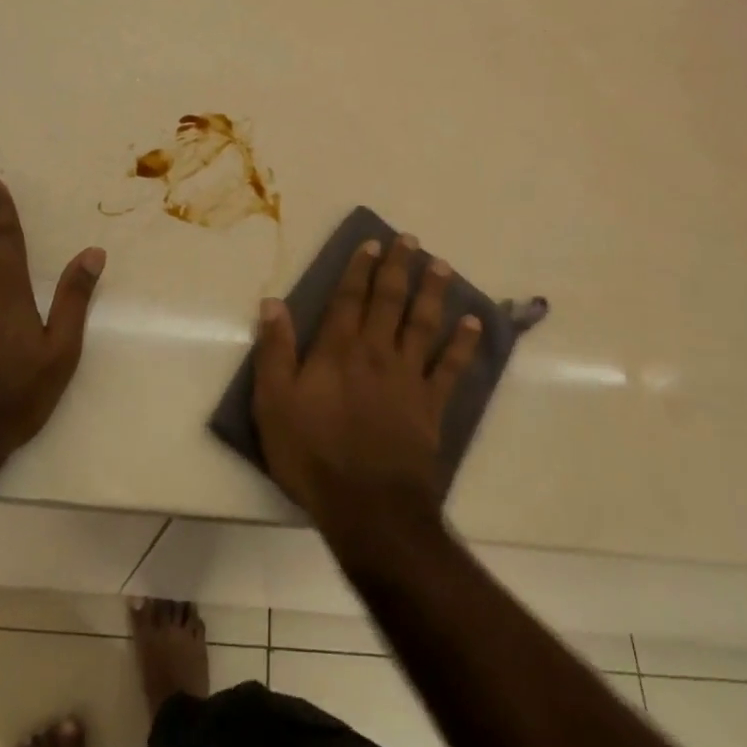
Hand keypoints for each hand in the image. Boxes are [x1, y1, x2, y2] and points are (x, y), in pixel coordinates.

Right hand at [251, 235, 481, 544]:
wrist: (368, 506)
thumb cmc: (312, 454)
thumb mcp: (274, 403)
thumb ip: (275, 350)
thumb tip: (273, 303)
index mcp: (337, 350)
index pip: (348, 298)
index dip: (359, 269)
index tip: (372, 244)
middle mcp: (376, 353)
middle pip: (389, 300)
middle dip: (399, 267)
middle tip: (410, 240)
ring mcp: (408, 377)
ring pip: (423, 324)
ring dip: (433, 292)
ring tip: (442, 265)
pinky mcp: (431, 405)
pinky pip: (451, 367)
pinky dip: (463, 344)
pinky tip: (474, 324)